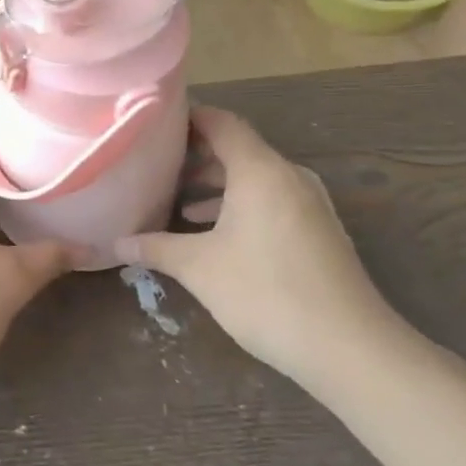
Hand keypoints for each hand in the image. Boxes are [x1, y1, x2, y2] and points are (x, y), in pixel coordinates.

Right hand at [115, 108, 405, 387]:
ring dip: (219, 187)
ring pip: (256, 180)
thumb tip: (117, 243)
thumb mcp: (199, 268)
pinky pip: (273, 202)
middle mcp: (289, 177)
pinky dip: (241, 207)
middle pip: (240, 150)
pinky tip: (216, 236)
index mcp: (260, 171)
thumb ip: (156, 248)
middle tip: (158, 165)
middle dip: (198, 156)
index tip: (156, 123)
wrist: (347, 347)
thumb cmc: (265, 292)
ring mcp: (310, 205)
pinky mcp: (319, 232)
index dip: (190, 118)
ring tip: (180, 204)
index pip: (223, 124)